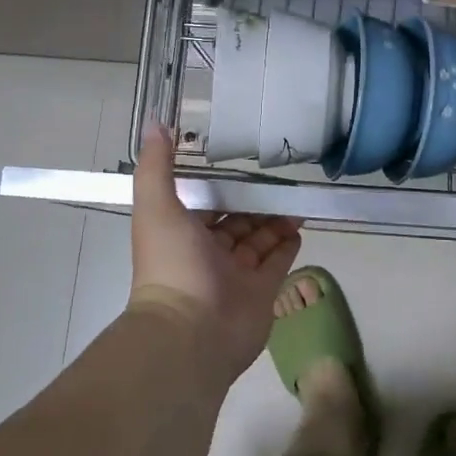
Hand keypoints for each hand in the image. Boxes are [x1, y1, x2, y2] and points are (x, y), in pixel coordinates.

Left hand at [130, 124, 302, 382]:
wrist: (192, 332)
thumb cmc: (173, 265)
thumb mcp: (157, 207)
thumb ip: (157, 166)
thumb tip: (156, 123)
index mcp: (181, 233)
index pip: (206, 204)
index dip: (222, 186)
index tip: (244, 165)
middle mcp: (207, 253)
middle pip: (236, 222)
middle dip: (254, 203)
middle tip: (281, 181)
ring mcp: (236, 275)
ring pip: (259, 241)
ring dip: (275, 221)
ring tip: (296, 200)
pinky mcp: (261, 292)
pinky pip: (277, 263)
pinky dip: (287, 245)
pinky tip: (299, 226)